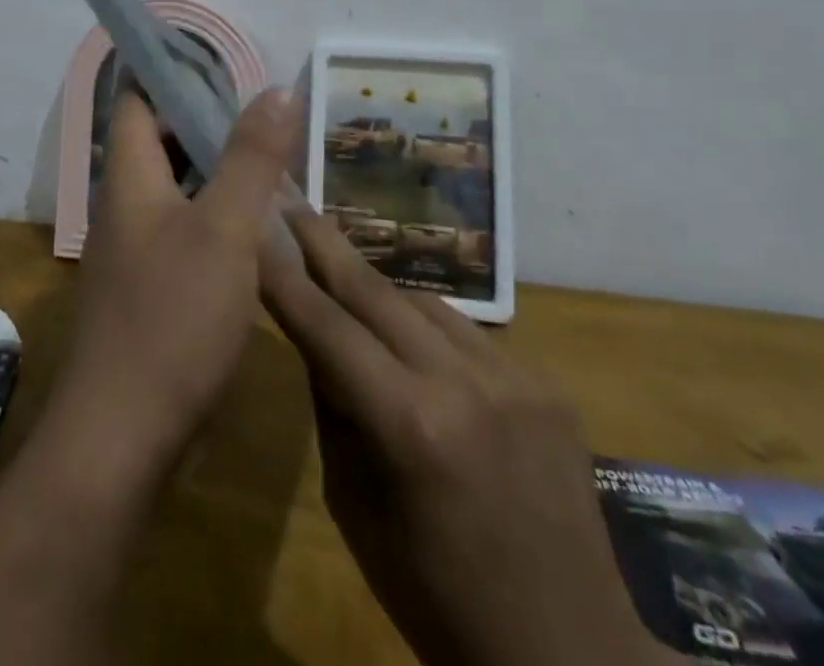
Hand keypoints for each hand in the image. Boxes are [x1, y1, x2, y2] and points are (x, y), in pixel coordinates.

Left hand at [49, 88, 297, 481]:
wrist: (121, 437)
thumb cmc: (172, 318)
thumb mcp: (225, 229)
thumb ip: (250, 158)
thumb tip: (275, 89)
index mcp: (130, 179)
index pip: (138, 102)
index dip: (173, 76)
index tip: (226, 67)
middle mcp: (123, 206)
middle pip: (158, 143)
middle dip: (207, 124)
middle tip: (266, 117)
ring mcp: (131, 251)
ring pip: (174, 189)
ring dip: (214, 172)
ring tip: (271, 163)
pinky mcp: (145, 289)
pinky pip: (180, 230)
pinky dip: (213, 215)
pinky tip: (254, 230)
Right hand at [262, 208, 683, 665]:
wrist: (569, 657)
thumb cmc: (436, 601)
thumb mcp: (354, 510)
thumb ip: (332, 409)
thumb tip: (312, 335)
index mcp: (412, 427)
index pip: (327, 327)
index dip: (284, 275)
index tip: (254, 227)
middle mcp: (465, 383)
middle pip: (375, 290)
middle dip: (325, 244)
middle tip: (291, 202)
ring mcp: (515, 376)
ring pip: (421, 302)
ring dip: (375, 290)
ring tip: (340, 275)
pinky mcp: (546, 382)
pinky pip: (466, 333)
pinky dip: (426, 329)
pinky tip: (411, 343)